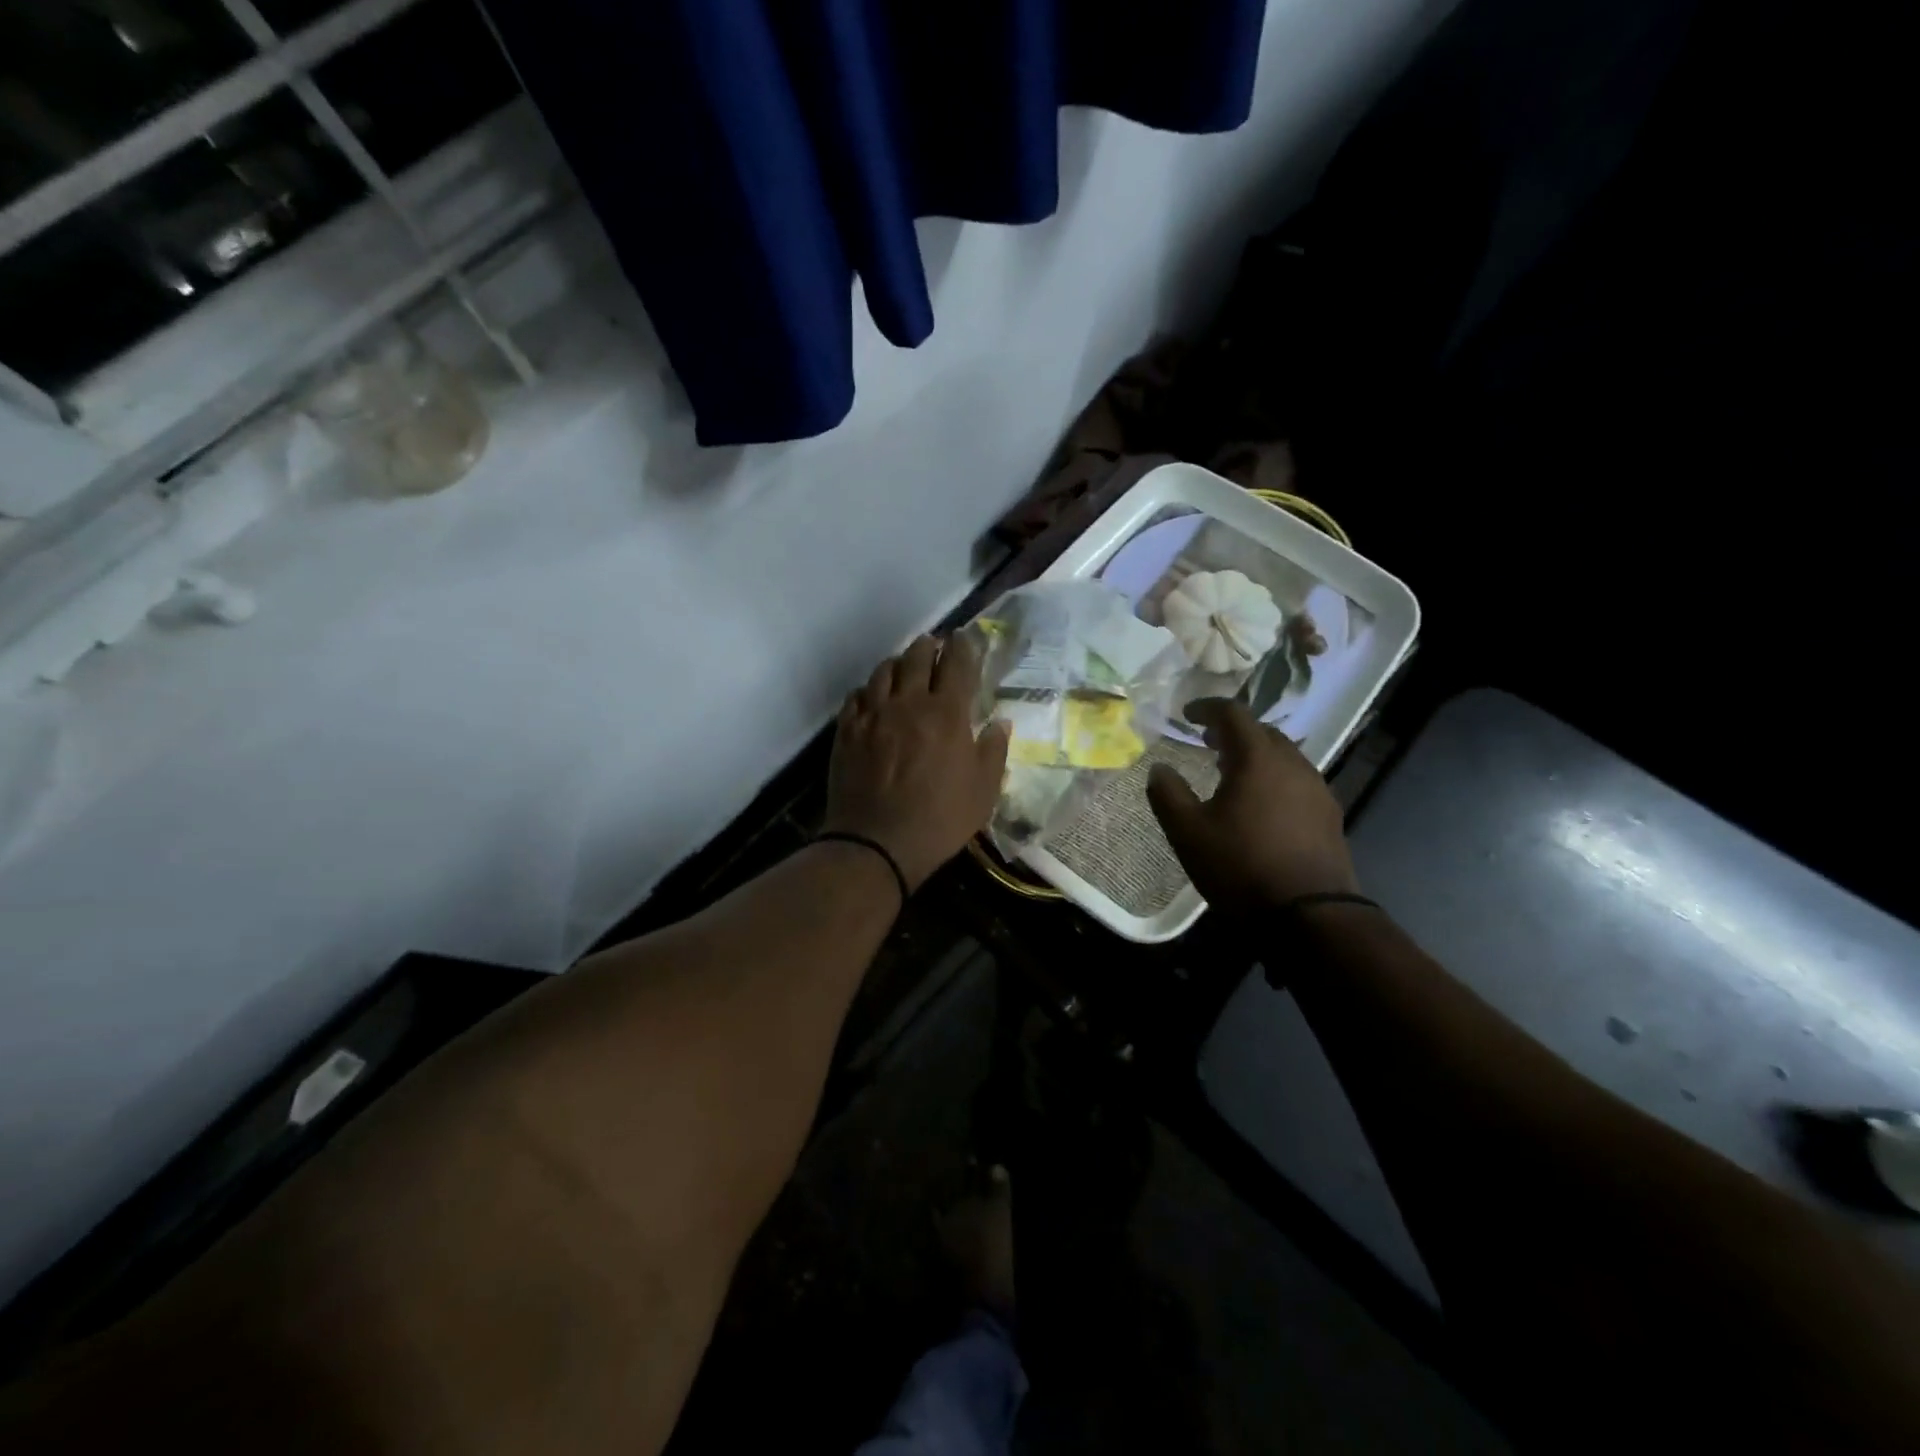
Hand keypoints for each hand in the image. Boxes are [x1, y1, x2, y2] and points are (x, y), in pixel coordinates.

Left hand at [825, 635, 1009, 891]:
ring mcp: (873, 715)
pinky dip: (869, 690)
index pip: (958, 664)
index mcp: (947, 713)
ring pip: (884, 671)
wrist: (878, 843)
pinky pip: (857, 696)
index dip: (964, 646)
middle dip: (929, 646)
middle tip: (935, 646)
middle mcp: (909, 703)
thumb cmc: (941, 819)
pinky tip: (873, 698)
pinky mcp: (847, 731)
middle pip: (917, 657)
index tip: (965, 637)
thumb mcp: (984, 791)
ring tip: (904, 666)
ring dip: (898, 663)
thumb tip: (1000, 722)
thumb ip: (994, 751)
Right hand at [1146, 698, 1358, 911]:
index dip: (1207, 708)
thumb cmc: (1240, 866)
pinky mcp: (1329, 815)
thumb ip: (1168, 794)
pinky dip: (1274, 778)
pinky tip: (1262, 805)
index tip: (1187, 714)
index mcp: (1258, 758)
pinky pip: (1297, 780)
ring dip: (1255, 755)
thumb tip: (1159, 769)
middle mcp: (1293, 763)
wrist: (1309, 916)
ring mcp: (1318, 789)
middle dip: (1232, 731)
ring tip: (1231, 773)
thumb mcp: (1188, 832)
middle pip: (1262, 732)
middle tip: (1207, 743)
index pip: (1233, 713)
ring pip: (1284, 756)